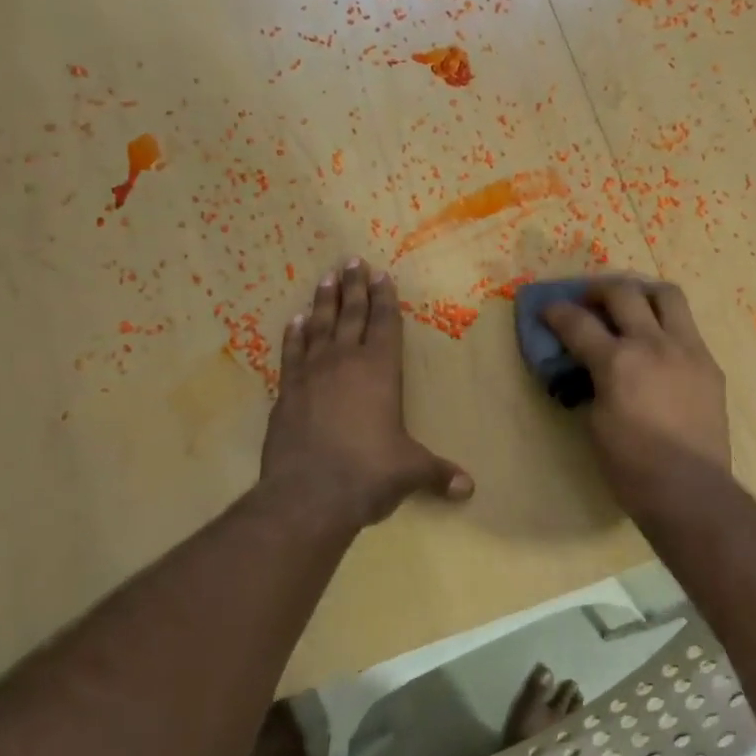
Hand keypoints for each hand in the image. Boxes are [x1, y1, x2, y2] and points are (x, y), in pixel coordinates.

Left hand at [262, 259, 473, 527]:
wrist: (308, 494)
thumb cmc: (369, 473)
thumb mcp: (411, 471)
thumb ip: (438, 473)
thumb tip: (468, 489)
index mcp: (381, 371)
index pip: (385, 324)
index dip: (385, 298)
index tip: (381, 274)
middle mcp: (345, 362)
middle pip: (351, 314)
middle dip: (354, 287)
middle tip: (352, 261)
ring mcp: (311, 375)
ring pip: (319, 326)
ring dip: (324, 301)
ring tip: (326, 279)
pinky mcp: (286, 392)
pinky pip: (292, 352)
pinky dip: (294, 334)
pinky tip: (295, 321)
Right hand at [544, 280, 729, 511]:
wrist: (690, 489)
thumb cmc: (631, 467)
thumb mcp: (595, 423)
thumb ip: (591, 384)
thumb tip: (590, 369)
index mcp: (617, 362)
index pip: (578, 323)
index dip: (557, 312)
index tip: (548, 310)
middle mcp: (653, 344)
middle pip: (623, 292)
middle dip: (598, 290)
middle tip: (588, 301)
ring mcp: (688, 350)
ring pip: (667, 295)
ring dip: (642, 293)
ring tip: (632, 304)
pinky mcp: (709, 364)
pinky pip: (687, 328)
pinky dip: (667, 324)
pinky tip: (659, 344)